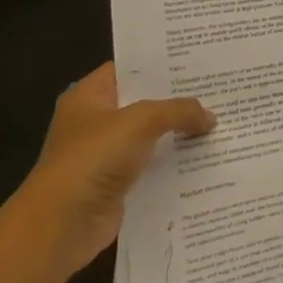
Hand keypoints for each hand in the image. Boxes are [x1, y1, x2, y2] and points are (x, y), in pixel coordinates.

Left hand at [12, 62, 213, 281]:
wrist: (61, 225)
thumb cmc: (93, 158)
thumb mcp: (141, 121)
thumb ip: (179, 110)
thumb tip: (210, 118)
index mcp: (89, 96)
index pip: (130, 67)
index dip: (162, 61)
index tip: (198, 57)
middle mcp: (96, 121)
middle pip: (145, 100)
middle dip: (179, 96)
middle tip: (218, 84)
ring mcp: (106, 153)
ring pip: (152, 133)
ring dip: (180, 130)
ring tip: (220, 117)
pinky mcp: (118, 183)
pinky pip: (154, 163)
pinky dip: (175, 160)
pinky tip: (207, 153)